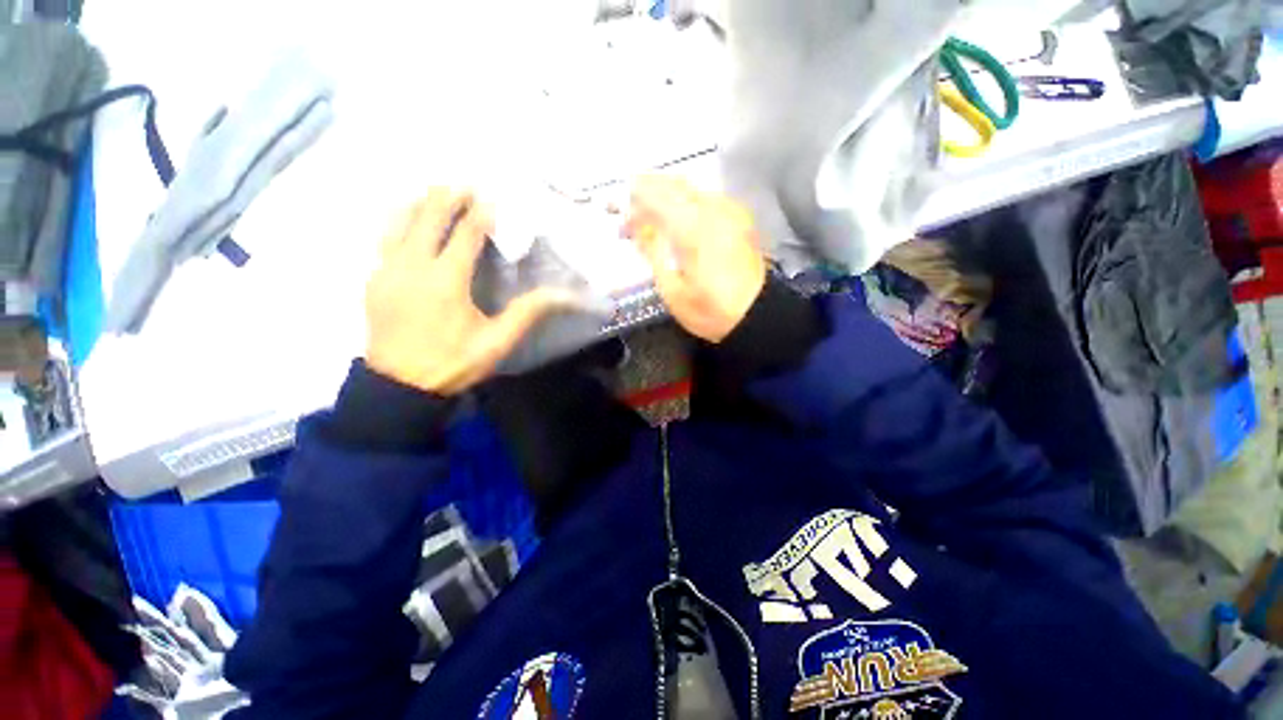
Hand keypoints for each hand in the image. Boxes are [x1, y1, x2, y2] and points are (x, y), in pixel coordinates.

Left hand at [365, 189, 574, 395]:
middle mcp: (412, 266)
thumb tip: (564, 295)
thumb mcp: (497, 342)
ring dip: (420, 203)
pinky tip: (408, 219)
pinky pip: (385, 238)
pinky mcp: (374, 280)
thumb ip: (528, 313)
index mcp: (445, 281)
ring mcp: (387, 270)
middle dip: (449, 198)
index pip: (465, 235)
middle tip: (466, 184)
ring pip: (400, 222)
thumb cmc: (453, 363)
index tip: (492, 198)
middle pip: (428, 218)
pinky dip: (399, 221)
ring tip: (436, 191)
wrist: (399, 387)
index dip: (480, 214)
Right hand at [625, 176, 766, 342]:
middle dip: (644, 192)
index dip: (630, 199)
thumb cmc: (710, 310)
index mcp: (692, 227)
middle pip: (671, 184)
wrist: (757, 314)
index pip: (653, 194)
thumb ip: (653, 251)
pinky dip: (683, 203)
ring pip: (688, 188)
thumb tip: (635, 225)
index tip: (615, 212)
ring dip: (663, 197)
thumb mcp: (673, 289)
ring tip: (649, 220)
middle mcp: (712, 209)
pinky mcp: (738, 217)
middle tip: (629, 215)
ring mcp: (728, 210)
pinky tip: (676, 222)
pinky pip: (703, 197)